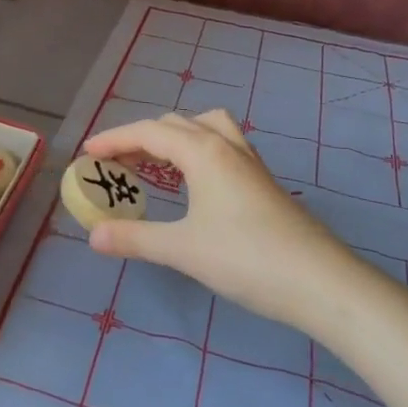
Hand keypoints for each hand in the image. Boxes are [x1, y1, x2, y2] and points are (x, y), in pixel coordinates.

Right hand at [82, 110, 369, 330]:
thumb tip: (93, 235)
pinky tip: (194, 182)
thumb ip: (135, 238)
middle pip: (176, 124)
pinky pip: (222, 147)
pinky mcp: (263, 182)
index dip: (115, 139)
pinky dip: (197, 151)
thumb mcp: (182, 249)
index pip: (150, 132)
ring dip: (174, 137)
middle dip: (141, 138)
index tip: (87, 153)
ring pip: (206, 128)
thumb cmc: (246, 259)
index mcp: (204, 152)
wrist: (320, 281)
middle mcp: (227, 146)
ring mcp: (250, 162)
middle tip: (115, 163)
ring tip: (154, 162)